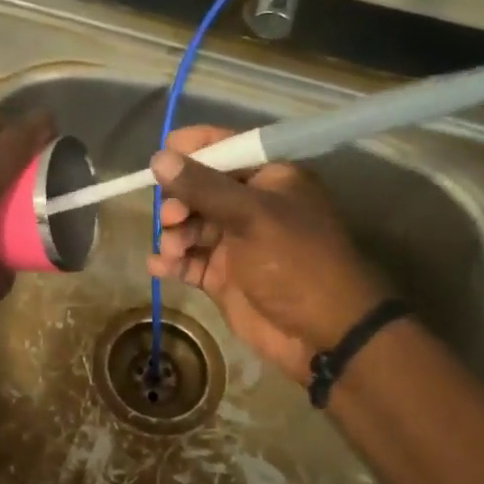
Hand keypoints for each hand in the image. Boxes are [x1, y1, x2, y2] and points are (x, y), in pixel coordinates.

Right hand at [148, 125, 386, 382]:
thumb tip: (158, 158)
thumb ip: (203, 187)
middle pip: (201, 188)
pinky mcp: (223, 276)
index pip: (228, 148)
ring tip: (173, 248)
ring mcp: (236, 243)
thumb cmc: (296, 262)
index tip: (161, 155)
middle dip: (179, 199)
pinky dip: (171, 260)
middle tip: (171, 217)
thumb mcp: (251, 217)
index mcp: (271, 180)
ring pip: (191, 224)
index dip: (194, 148)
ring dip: (174, 232)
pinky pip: (189, 259)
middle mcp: (252, 205)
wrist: (325, 335)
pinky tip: (158, 265)